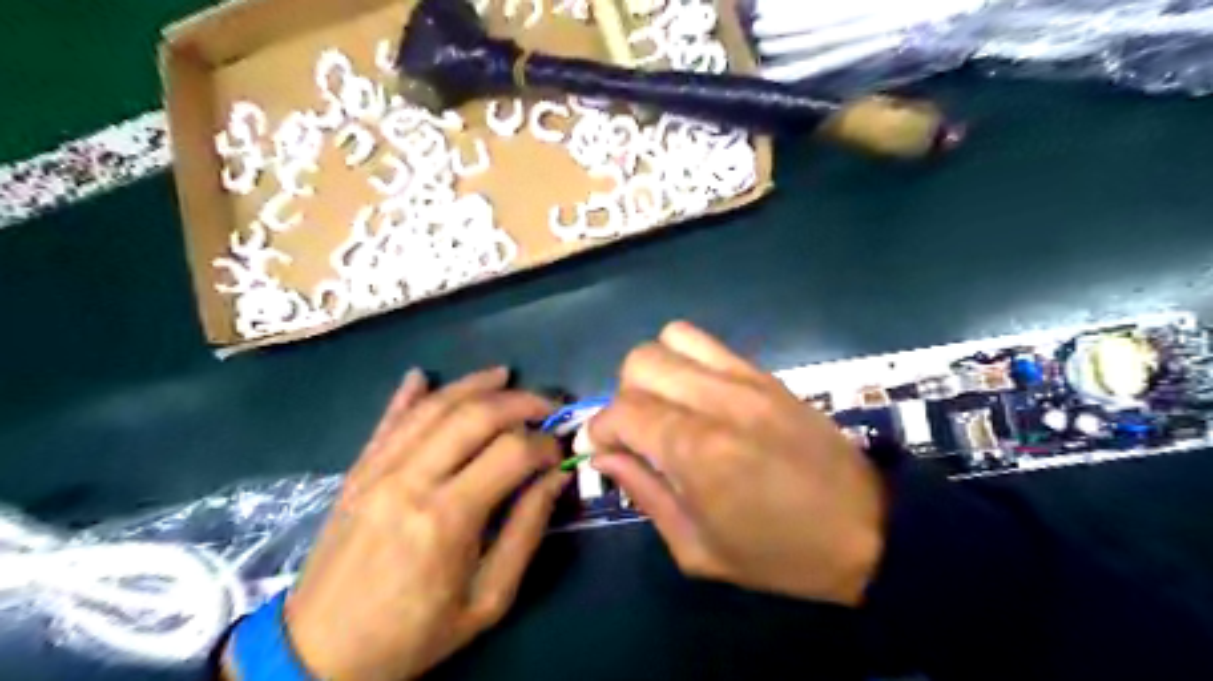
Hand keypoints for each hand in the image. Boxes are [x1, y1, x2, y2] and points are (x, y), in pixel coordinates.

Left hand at [282, 371, 568, 677]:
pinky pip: (387, 421)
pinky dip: (409, 394)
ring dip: (473, 385)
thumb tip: (555, 478)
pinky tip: (424, 376)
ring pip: (432, 407)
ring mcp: (378, 470)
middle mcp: (412, 481)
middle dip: (519, 402)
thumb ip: (526, 532)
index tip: (560, 452)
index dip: (545, 445)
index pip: (511, 452)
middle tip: (546, 406)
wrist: (318, 655)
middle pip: (474, 416)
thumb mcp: (487, 600)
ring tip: (505, 376)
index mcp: (448, 519)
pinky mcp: (357, 472)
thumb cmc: (412, 634)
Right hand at [589, 321, 887, 602]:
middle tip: (637, 433)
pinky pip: (707, 342)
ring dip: (653, 371)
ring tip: (665, 407)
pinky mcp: (765, 373)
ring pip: (670, 339)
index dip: (600, 431)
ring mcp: (744, 379)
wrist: (867, 528)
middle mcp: (716, 401)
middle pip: (640, 362)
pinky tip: (696, 394)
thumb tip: (605, 457)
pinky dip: (685, 359)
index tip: (605, 453)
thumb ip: (645, 494)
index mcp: (696, 451)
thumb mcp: (698, 548)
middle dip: (623, 397)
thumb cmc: (779, 553)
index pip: (622, 411)